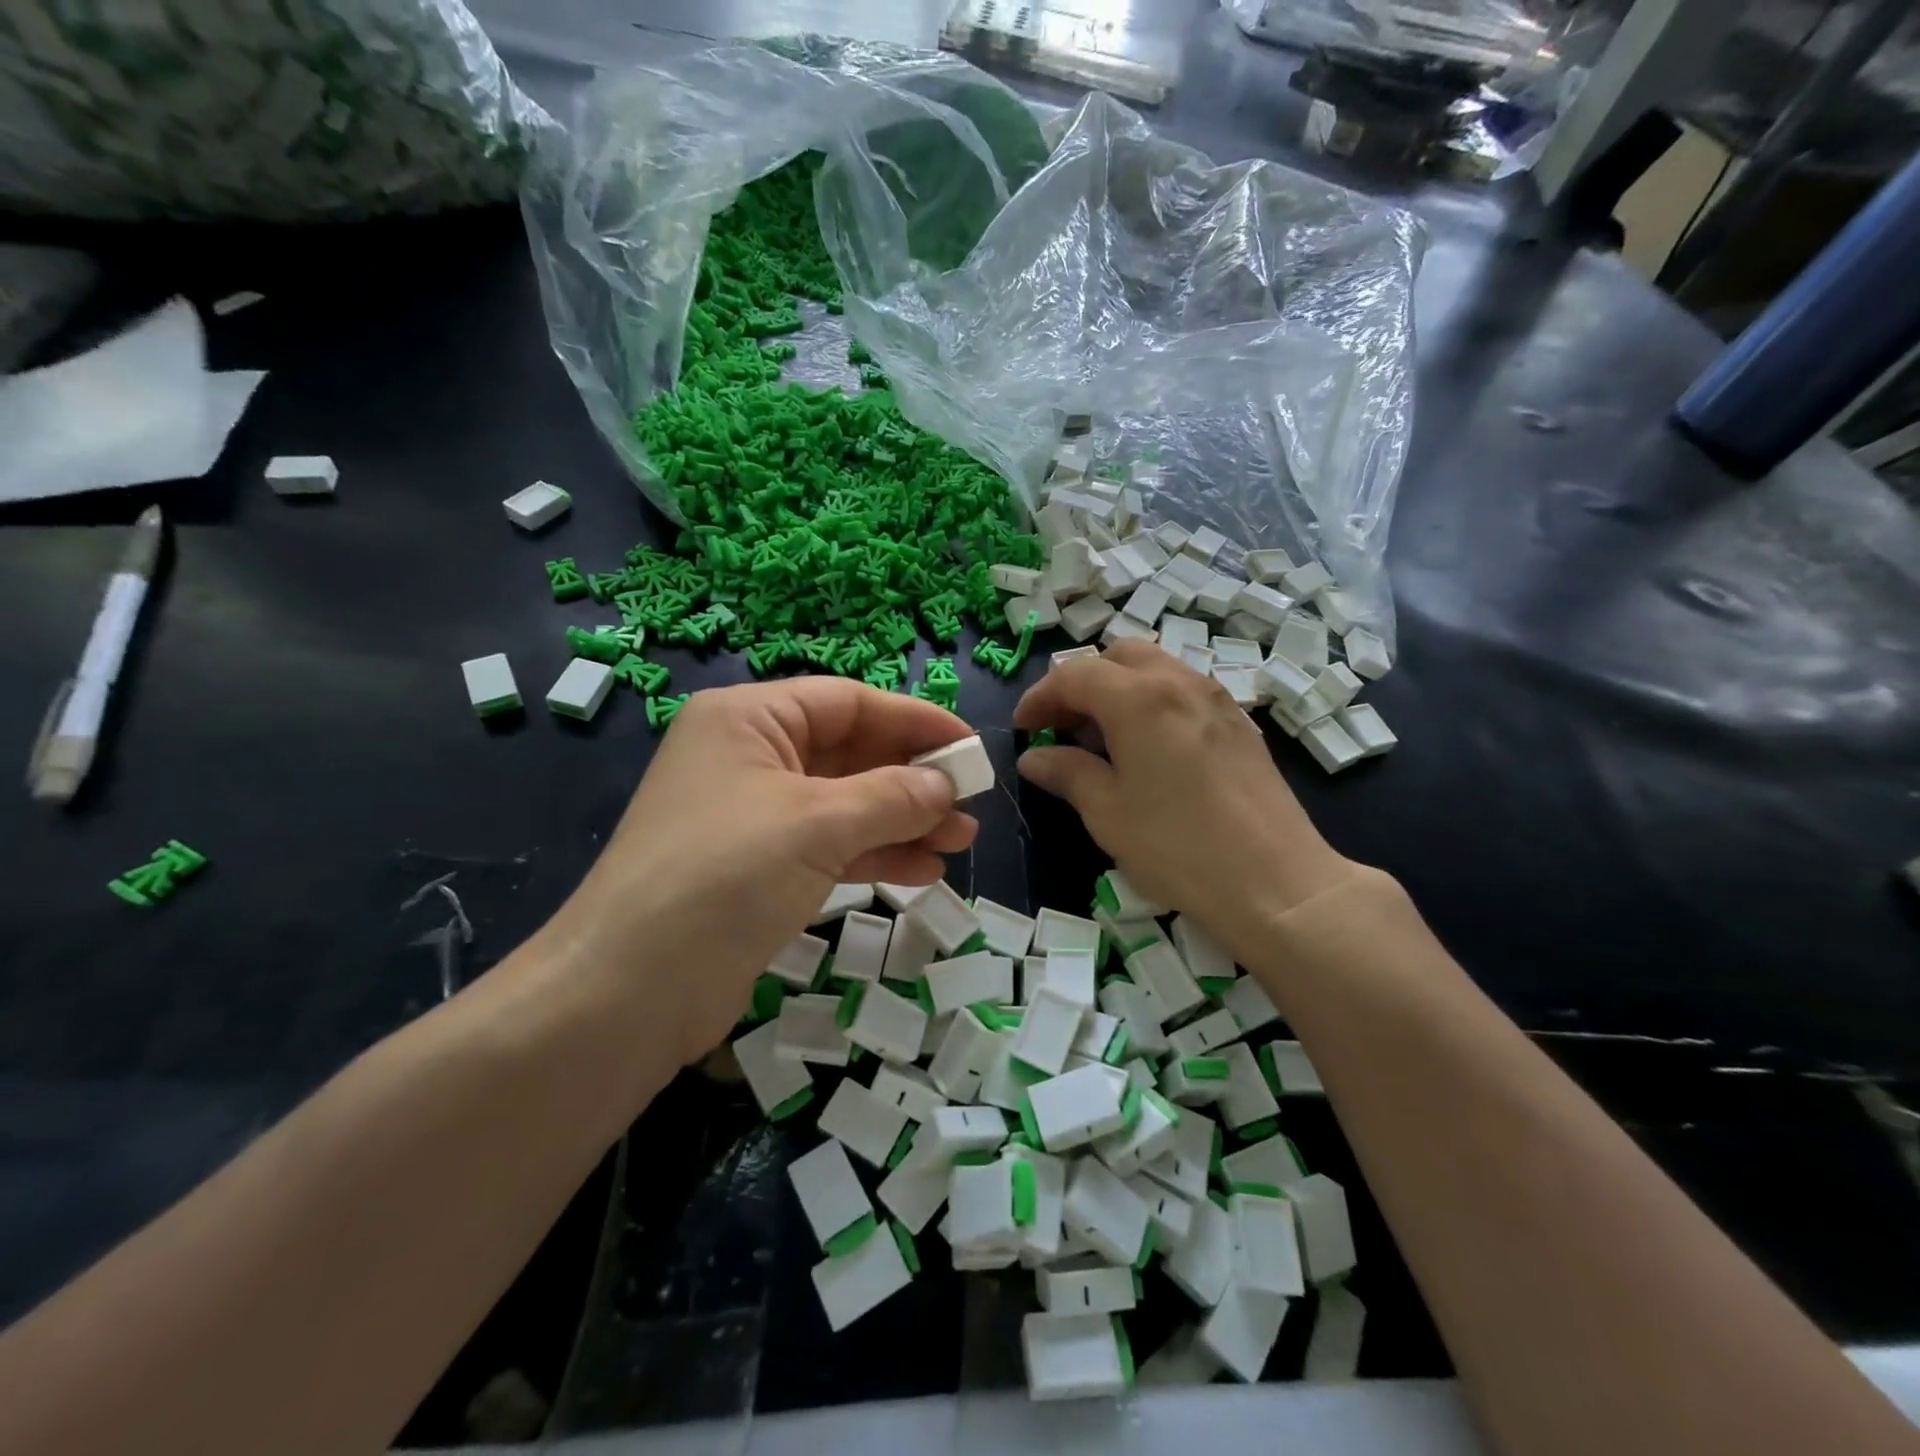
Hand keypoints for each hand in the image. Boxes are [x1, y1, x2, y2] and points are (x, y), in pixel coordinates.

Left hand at [543, 680, 978, 1064]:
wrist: (627, 994)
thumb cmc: (724, 877)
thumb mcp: (816, 824)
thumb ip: (891, 797)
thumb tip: (945, 786)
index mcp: (749, 720)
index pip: (847, 702)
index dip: (914, 720)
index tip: (970, 747)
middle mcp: (749, 757)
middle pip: (850, 752)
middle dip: (913, 778)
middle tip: (970, 804)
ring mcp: (754, 816)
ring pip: (846, 804)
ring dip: (904, 820)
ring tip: (960, 842)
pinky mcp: (760, 870)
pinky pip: (832, 846)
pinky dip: (877, 854)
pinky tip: (925, 870)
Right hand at [1013, 641, 1357, 953]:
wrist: (1276, 883)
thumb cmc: (1177, 847)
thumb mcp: (1107, 812)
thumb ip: (1066, 773)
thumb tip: (1034, 757)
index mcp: (1139, 698)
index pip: (1075, 675)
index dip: (1041, 697)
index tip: (1023, 727)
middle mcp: (1179, 682)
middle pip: (1118, 657)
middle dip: (1082, 683)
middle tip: (1064, 727)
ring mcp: (1216, 700)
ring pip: (1156, 669)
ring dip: (1119, 690)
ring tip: (1103, 739)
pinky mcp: (1240, 724)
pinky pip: (1184, 691)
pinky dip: (1153, 702)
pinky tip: (1149, 750)